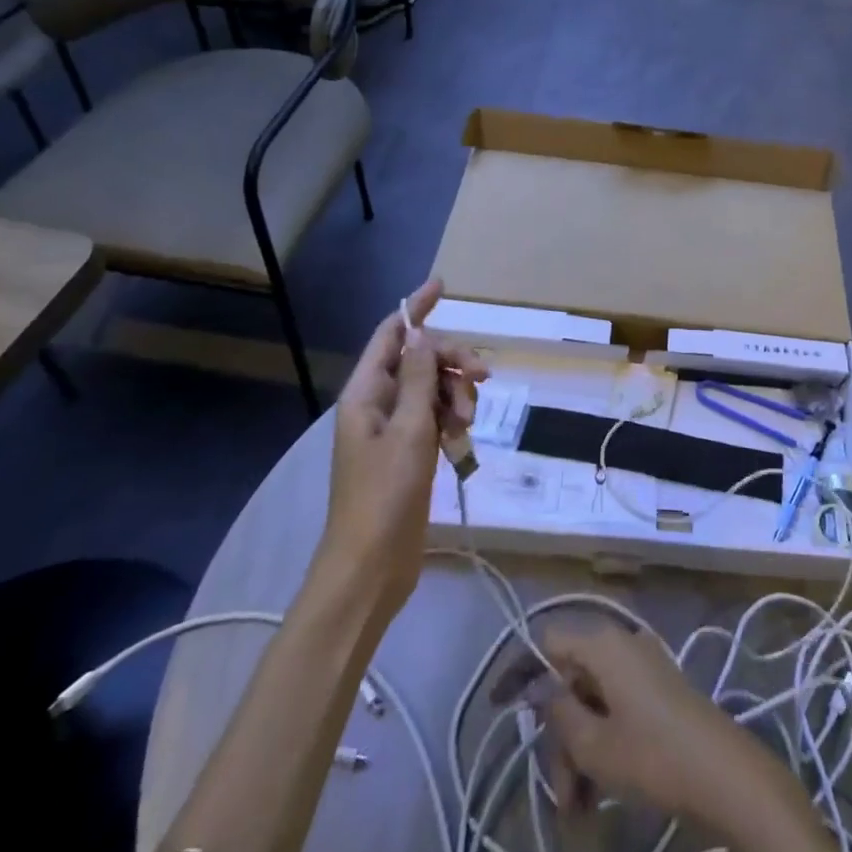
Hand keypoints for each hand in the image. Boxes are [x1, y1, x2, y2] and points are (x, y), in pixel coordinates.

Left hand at [319, 278, 485, 613]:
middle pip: (420, 361)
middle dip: (453, 362)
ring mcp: (395, 430)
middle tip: (485, 376)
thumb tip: (423, 334)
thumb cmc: (385, 495)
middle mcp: (378, 404)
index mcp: (366, 393)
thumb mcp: (408, 431)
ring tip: (467, 423)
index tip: (443, 285)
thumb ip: (418, 379)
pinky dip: (454, 420)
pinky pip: (437, 418)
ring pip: (434, 389)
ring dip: (457, 395)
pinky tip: (462, 439)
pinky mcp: (411, 452)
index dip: (415, 308)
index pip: (391, 335)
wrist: (371, 566)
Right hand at [534, 623, 781, 833]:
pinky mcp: (656, 688)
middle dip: (558, 737)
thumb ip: (559, 712)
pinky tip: (597, 791)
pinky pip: (614, 706)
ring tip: (578, 806)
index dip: (521, 671)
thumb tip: (541, 688)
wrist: (722, 771)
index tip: (499, 706)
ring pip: (592, 700)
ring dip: (578, 751)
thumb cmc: (652, 753)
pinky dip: (601, 743)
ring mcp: (642, 664)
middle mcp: (622, 642)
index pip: (548, 640)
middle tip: (560, 793)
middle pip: (571, 679)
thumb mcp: (593, 743)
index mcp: (604, 642)